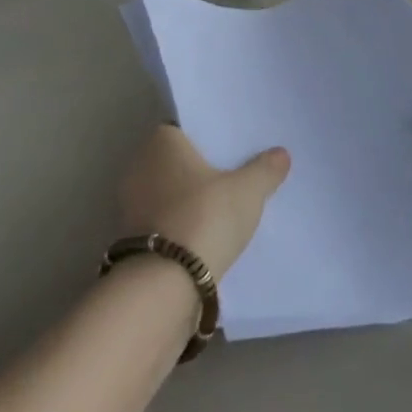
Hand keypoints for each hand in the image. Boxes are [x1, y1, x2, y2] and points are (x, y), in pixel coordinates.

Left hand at [115, 125, 289, 279]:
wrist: (166, 281)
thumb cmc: (205, 216)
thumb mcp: (247, 191)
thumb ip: (265, 169)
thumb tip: (281, 153)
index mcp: (161, 141)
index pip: (183, 129)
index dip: (206, 140)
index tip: (229, 152)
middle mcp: (139, 164)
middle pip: (174, 161)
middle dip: (197, 170)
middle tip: (231, 180)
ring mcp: (130, 202)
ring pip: (167, 193)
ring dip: (186, 201)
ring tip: (220, 211)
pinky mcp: (131, 236)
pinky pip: (162, 220)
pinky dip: (178, 225)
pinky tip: (201, 236)